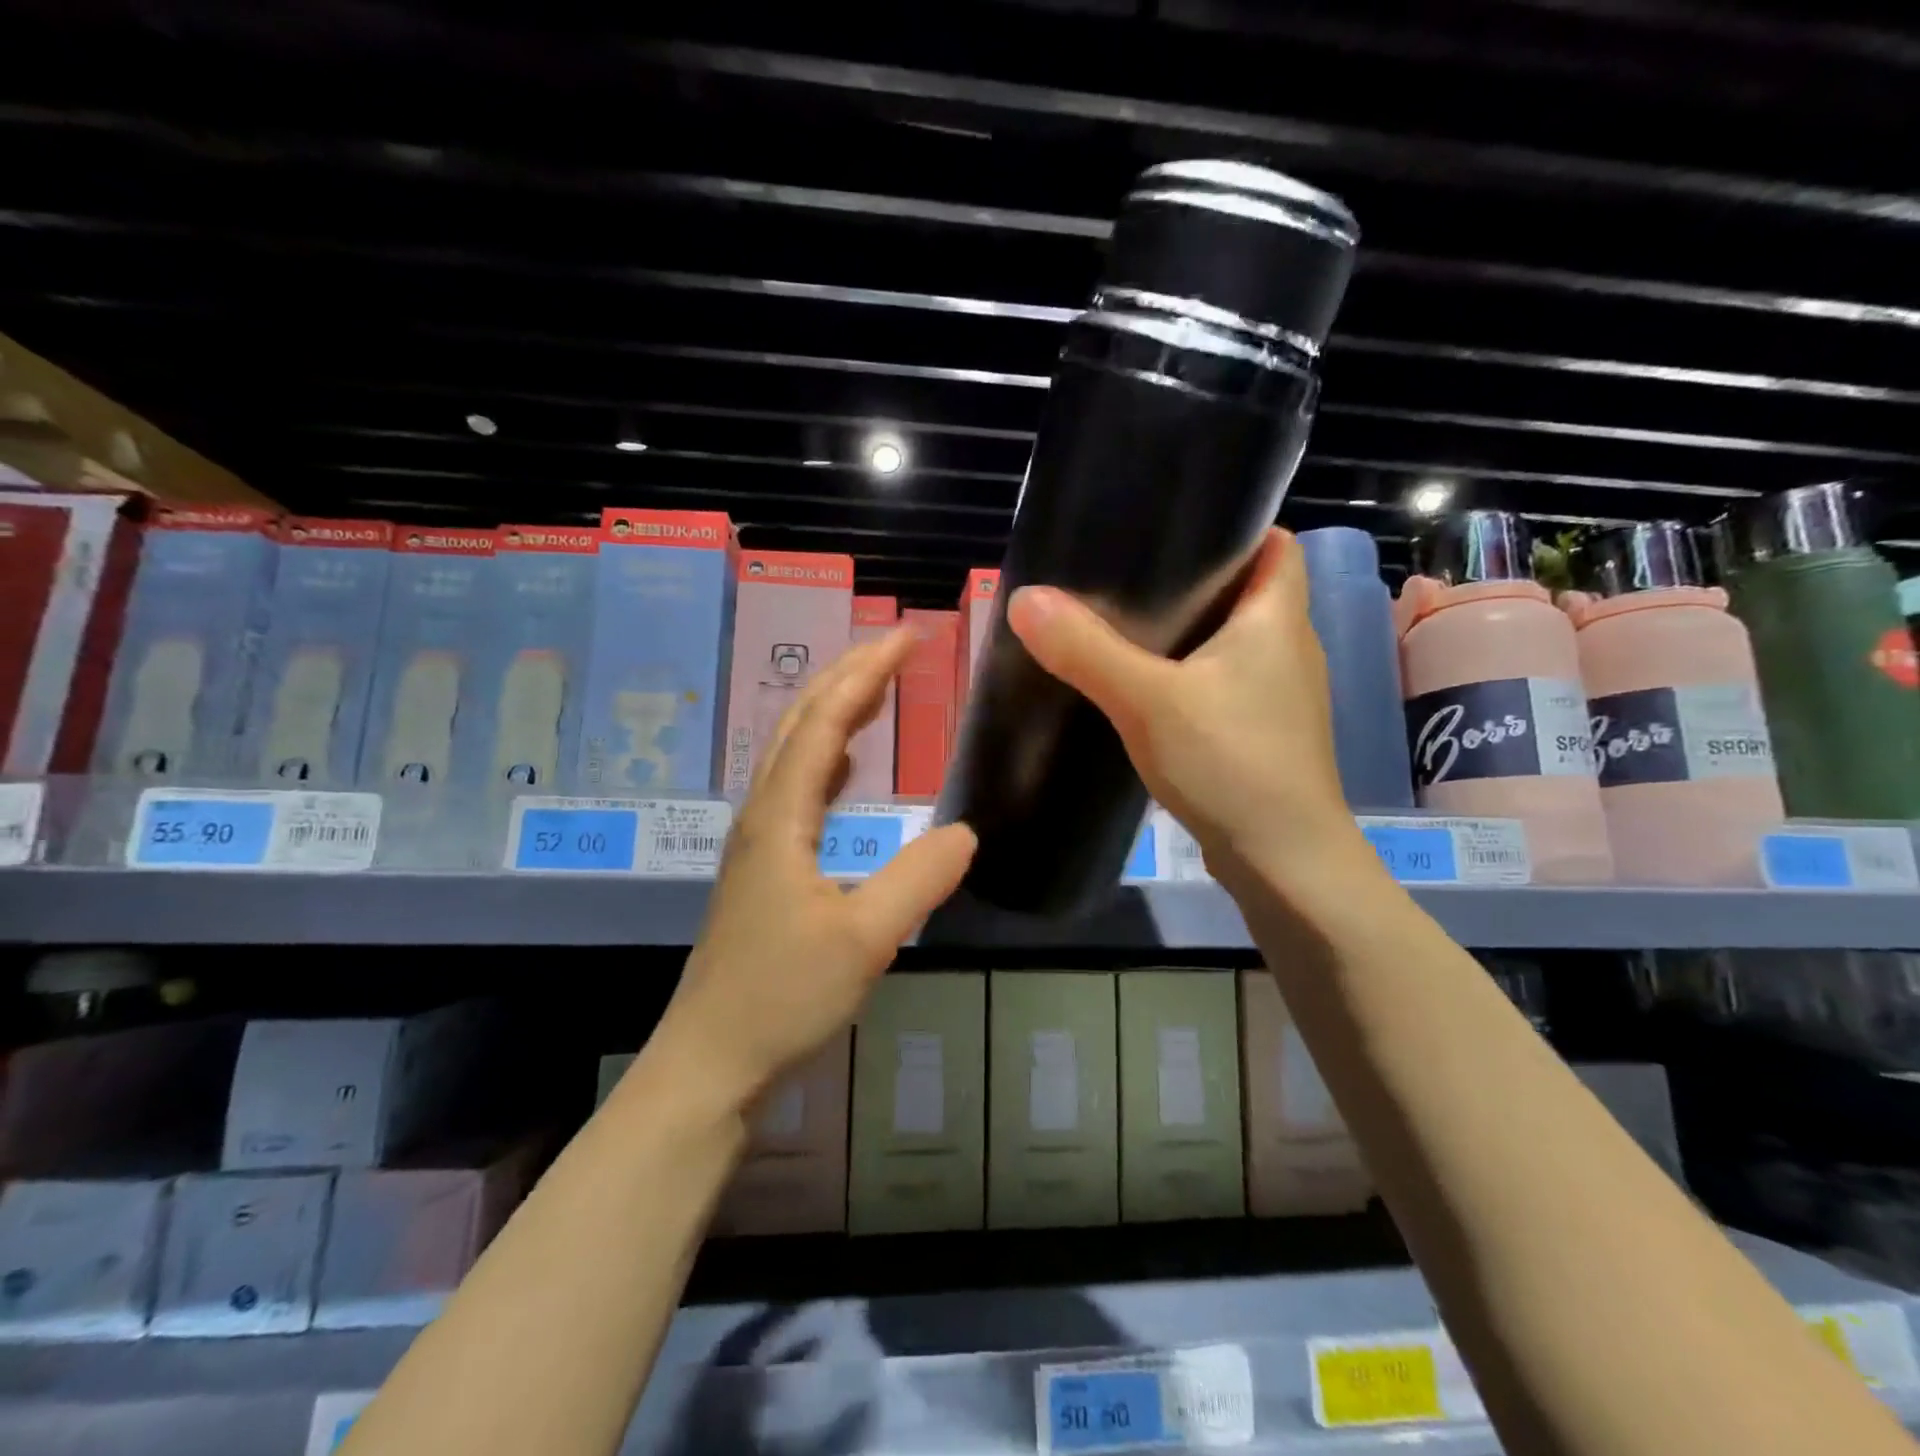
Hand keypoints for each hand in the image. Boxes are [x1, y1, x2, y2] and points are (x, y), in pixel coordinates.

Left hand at [654, 628, 977, 1113]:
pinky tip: (849, 763)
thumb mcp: (864, 940)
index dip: (866, 672)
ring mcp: (759, 840)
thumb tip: (967, 831)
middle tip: (898, 644)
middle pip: (801, 722)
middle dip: (849, 674)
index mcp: (781, 815)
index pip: (825, 721)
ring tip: (878, 686)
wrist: (711, 1061)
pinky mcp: (764, 866)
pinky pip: (798, 786)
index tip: (908, 636)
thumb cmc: (781, 997)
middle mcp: (763, 813)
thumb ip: (917, 879)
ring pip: (796, 751)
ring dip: (836, 709)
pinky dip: (828, 755)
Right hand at [1005, 527, 1362, 885]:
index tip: (1171, 528)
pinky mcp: (1262, 734)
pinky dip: (1189, 677)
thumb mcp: (1148, 701)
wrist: (1284, 861)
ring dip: (1188, 632)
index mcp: (1277, 617)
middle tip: (1126, 574)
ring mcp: (1279, 696)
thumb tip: (1025, 598)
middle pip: (1245, 591)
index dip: (1232, 529)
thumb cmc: (1231, 763)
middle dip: (1192, 581)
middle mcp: (1288, 647)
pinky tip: (1145, 690)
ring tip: (1125, 624)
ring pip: (1231, 643)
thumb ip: (1087, 650)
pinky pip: (1222, 684)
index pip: (1273, 544)